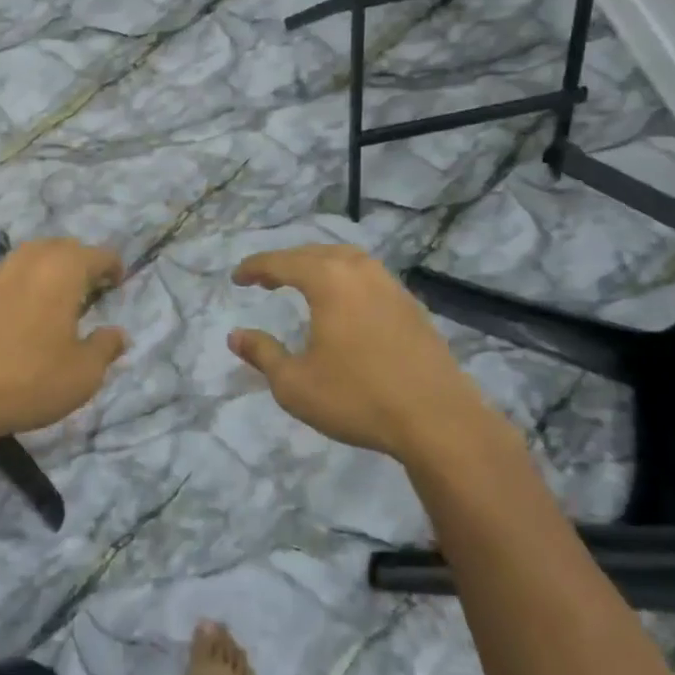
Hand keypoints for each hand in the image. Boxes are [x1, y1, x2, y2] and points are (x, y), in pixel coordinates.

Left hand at [0, 238, 127, 448]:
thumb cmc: (28, 380)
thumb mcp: (83, 374)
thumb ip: (106, 348)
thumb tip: (118, 333)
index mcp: (62, 270)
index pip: (97, 254)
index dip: (112, 266)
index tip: (117, 283)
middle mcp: (28, 260)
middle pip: (61, 247)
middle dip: (79, 262)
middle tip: (89, 288)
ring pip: (29, 258)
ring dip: (47, 270)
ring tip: (54, 299)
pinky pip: (4, 277)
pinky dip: (19, 285)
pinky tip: (18, 315)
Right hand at [229, 245, 493, 459]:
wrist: (439, 420)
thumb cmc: (358, 398)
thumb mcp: (294, 383)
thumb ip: (263, 354)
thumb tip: (235, 336)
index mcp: (328, 279)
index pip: (281, 262)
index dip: (255, 268)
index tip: (237, 278)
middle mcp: (360, 270)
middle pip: (314, 253)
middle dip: (285, 263)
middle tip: (265, 280)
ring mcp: (391, 285)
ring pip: (346, 259)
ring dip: (319, 266)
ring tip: (302, 284)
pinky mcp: (412, 305)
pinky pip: (368, 277)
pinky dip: (345, 279)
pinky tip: (344, 304)